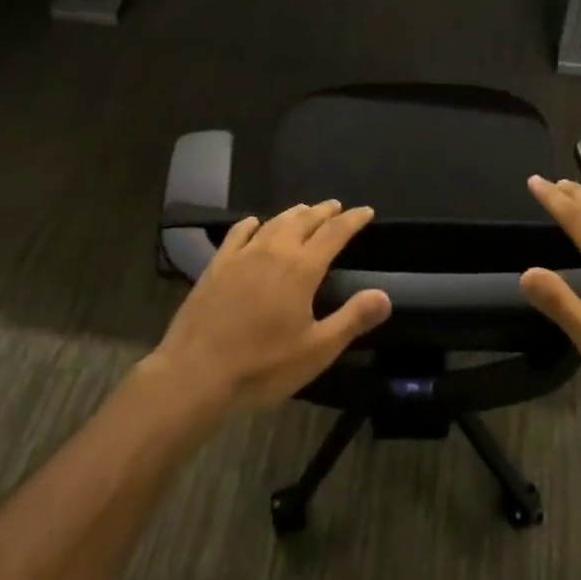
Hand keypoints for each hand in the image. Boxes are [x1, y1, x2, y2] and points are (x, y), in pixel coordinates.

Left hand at [146, 201, 389, 420]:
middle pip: (304, 221)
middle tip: (336, 206)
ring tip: (305, 210)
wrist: (196, 373)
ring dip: (293, 213)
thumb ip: (352, 319)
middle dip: (324, 211)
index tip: (365, 211)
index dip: (352, 220)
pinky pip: (237, 235)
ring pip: (273, 223)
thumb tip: (384, 295)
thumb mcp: (317, 350)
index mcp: (302, 269)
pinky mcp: (216, 266)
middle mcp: (274, 252)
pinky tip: (254, 223)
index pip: (334, 233)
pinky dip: (252, 224)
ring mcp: (242, 256)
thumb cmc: (263, 365)